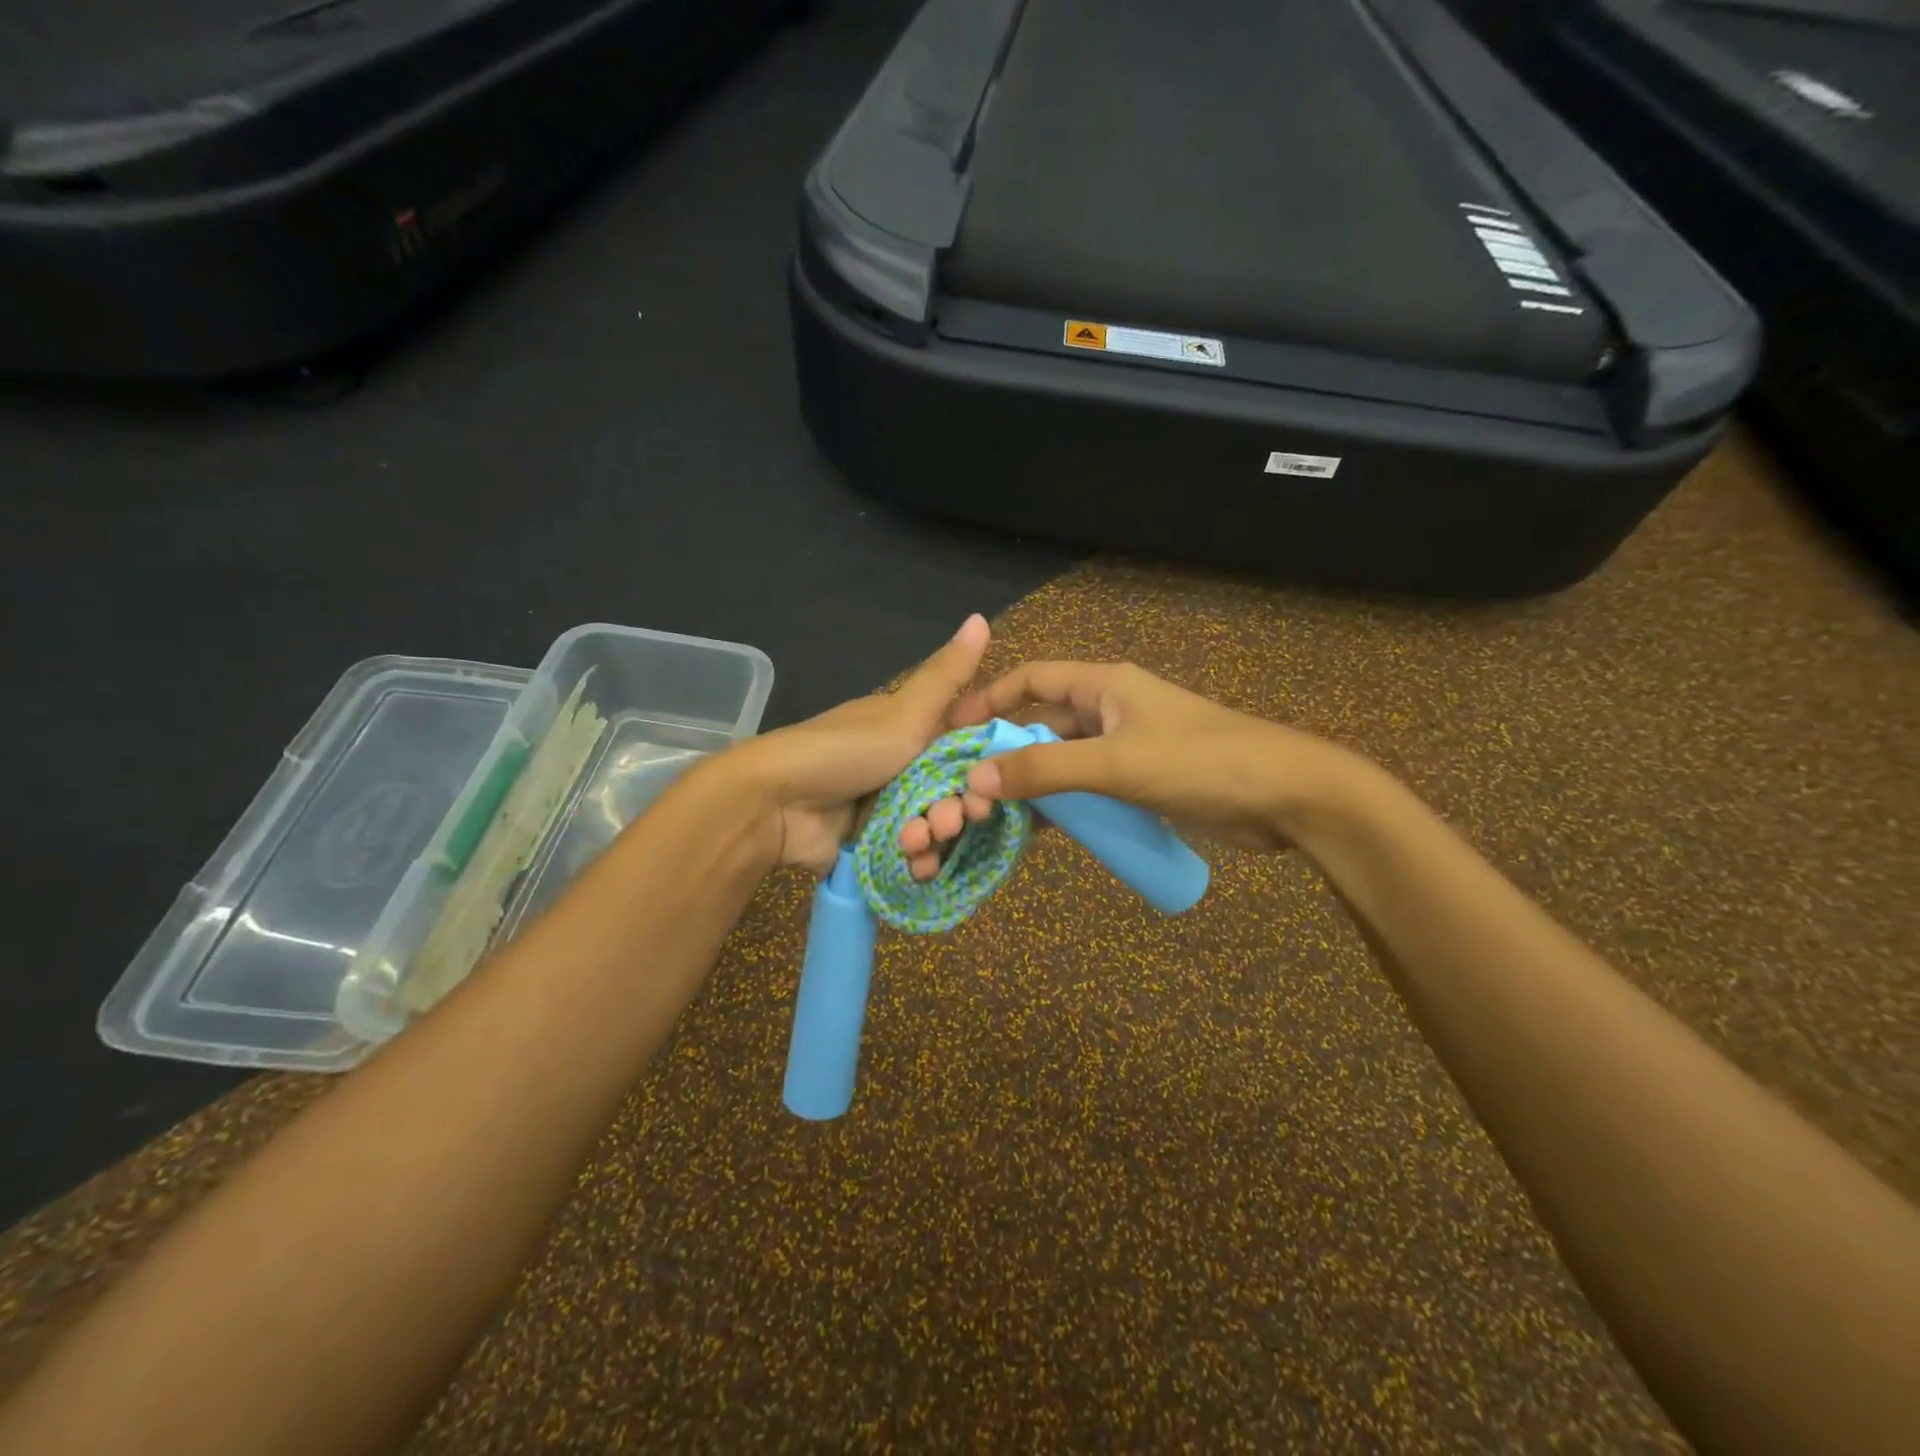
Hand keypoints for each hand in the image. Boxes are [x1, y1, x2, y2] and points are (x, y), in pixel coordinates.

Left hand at [730, 614, 991, 875]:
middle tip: (949, 820)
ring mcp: (886, 808)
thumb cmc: (846, 751)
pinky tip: (916, 866)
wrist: (776, 803)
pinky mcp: (872, 845)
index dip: (982, 768)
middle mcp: (901, 768)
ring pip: (933, 827)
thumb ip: (948, 675)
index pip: (963, 750)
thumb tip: (981, 616)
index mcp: (910, 732)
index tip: (993, 784)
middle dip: (957, 810)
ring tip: (917, 842)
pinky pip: (909, 856)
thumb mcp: (905, 712)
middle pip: (951, 793)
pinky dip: (916, 861)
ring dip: (935, 839)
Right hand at [899, 661, 1364, 875]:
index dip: (990, 699)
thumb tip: (975, 777)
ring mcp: (1128, 748)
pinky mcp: (1142, 782)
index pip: (1033, 679)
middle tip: (966, 787)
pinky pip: (1089, 788)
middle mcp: (1110, 710)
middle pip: (1044, 724)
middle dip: (1007, 752)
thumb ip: (1046, 771)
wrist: (1287, 796)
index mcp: (1105, 686)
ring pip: (1065, 761)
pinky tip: (1039, 833)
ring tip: (993, 816)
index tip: (952, 730)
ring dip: (1034, 785)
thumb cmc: (1200, 763)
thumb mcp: (1115, 764)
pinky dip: (1064, 806)